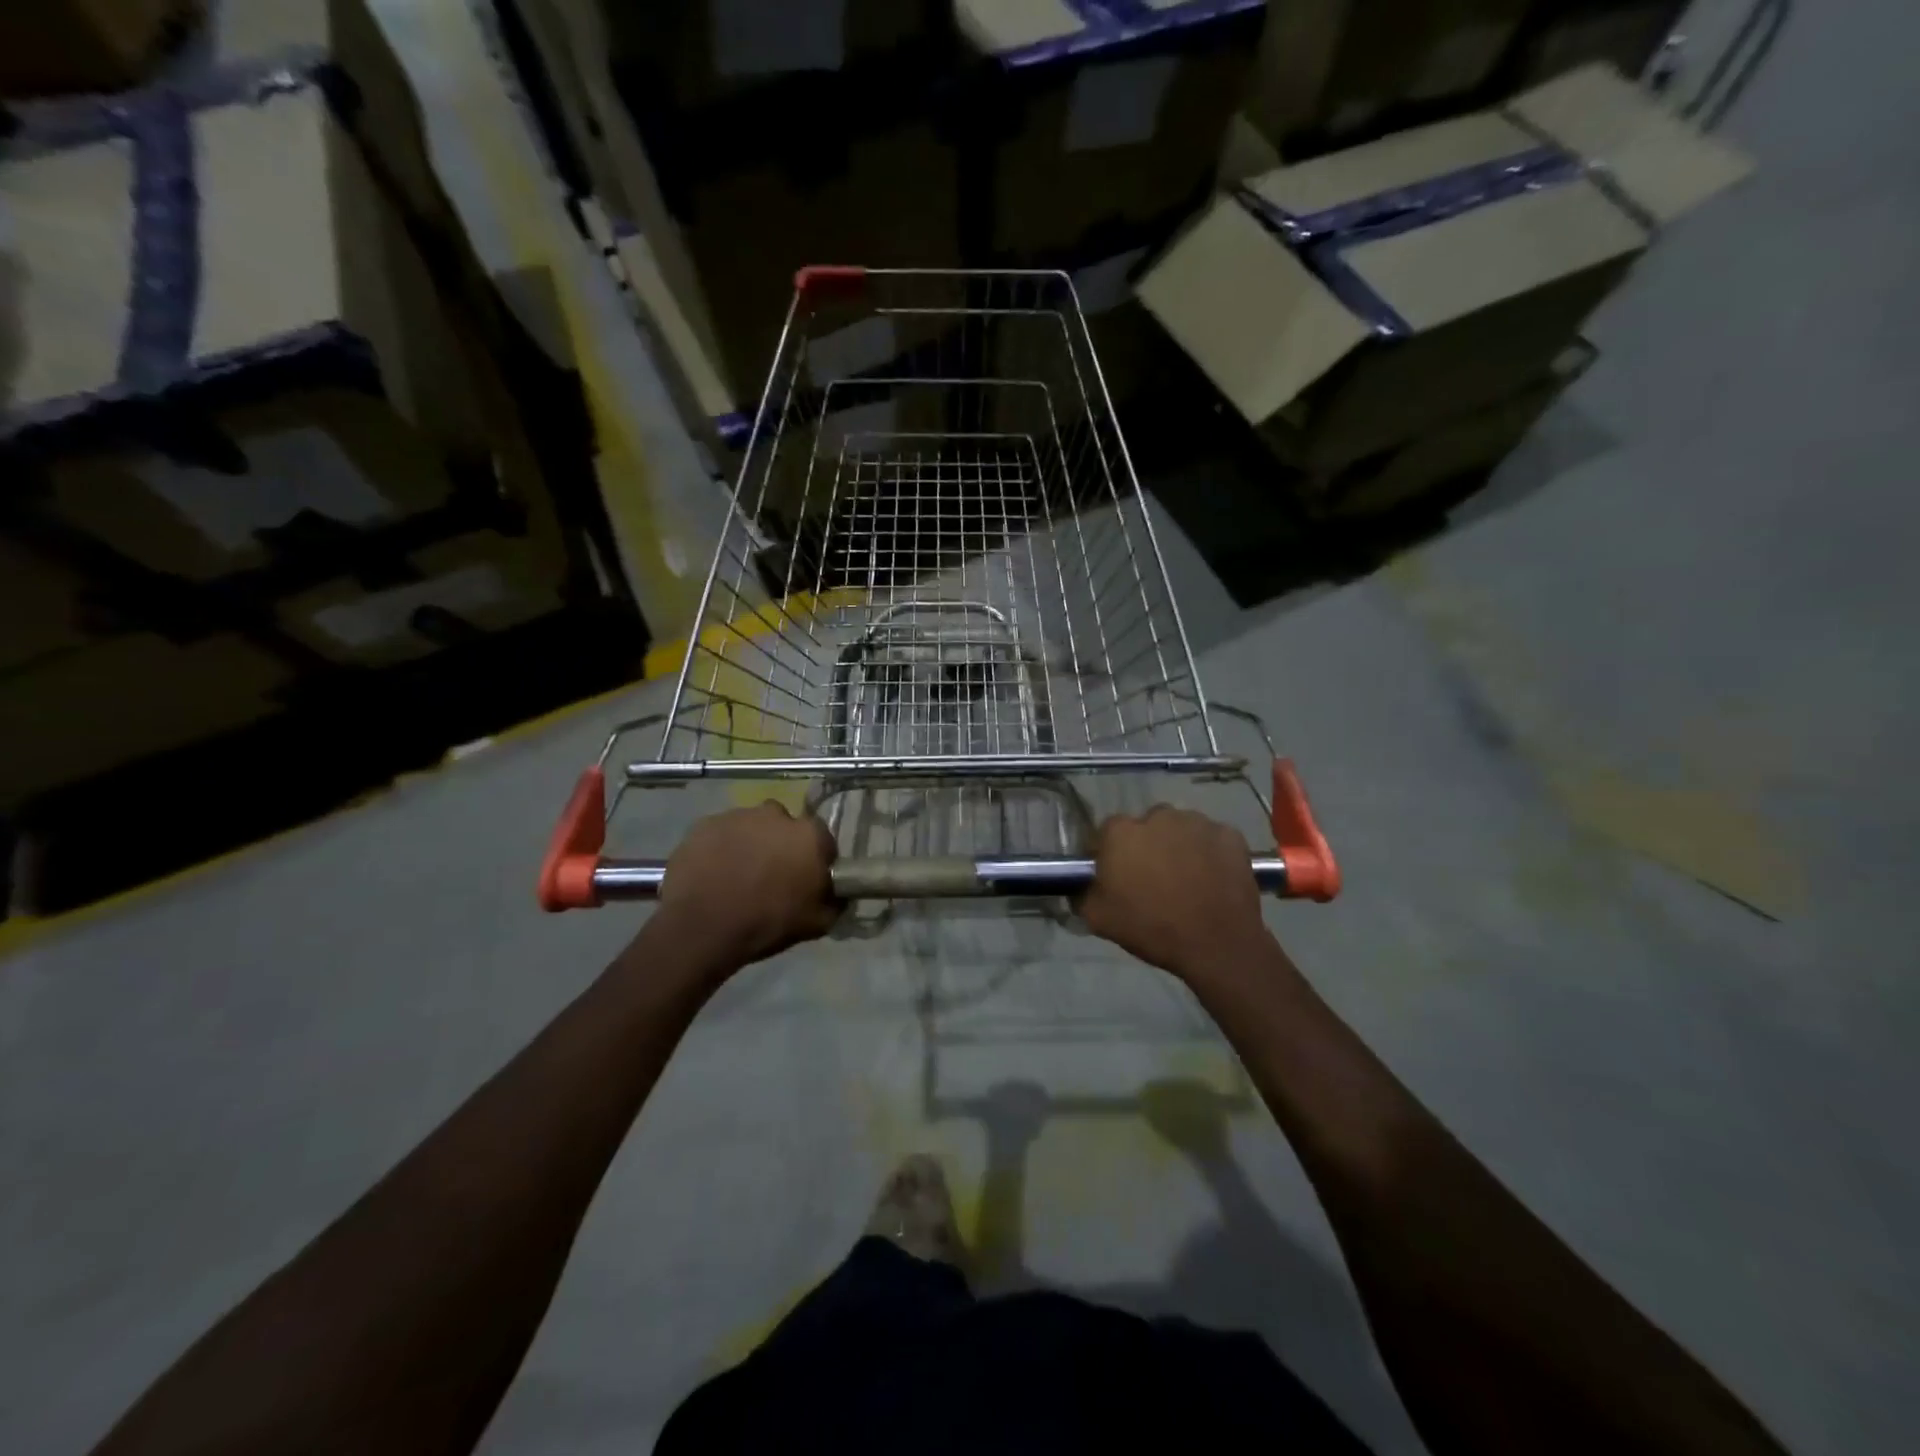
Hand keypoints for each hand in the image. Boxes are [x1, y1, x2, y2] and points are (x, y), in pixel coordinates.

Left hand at [654, 803, 839, 969]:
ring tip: (738, 875)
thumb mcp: (816, 924)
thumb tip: (839, 894)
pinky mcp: (704, 824)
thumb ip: (834, 902)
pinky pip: (720, 833)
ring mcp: (737, 816)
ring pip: (751, 827)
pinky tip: (713, 873)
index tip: (806, 879)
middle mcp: (776, 815)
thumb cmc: (767, 923)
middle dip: (780, 845)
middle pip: (784, 826)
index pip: (822, 840)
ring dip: (750, 844)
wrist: (701, 928)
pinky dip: (720, 848)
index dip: (814, 859)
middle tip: (771, 875)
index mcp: (809, 835)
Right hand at [1079, 807, 1268, 979]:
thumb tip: (1081, 883)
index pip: (1108, 833)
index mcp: (1122, 832)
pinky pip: (1212, 839)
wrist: (1217, 945)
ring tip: (1187, 879)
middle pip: (1146, 826)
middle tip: (1154, 879)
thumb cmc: (1152, 928)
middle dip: (1147, 846)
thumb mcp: (1098, 919)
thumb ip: (1082, 893)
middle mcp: (1158, 816)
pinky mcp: (1230, 834)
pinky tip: (1212, 879)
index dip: (1111, 853)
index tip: (1117, 875)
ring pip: (1181, 829)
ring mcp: (1198, 822)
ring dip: (1179, 846)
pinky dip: (1210, 853)